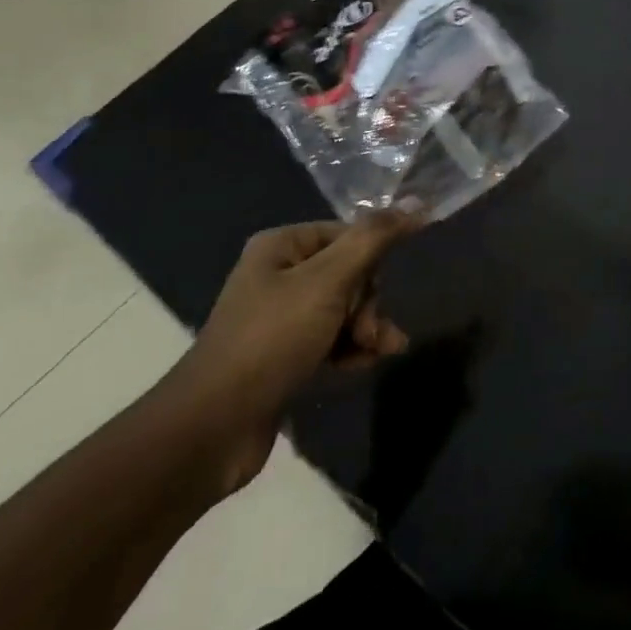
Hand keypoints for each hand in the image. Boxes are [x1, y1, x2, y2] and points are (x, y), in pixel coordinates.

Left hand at [160, 214, 414, 493]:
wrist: (214, 427)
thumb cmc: (272, 340)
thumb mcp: (328, 282)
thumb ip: (373, 240)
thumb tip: (416, 202)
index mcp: (282, 246)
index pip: (347, 234)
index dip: (371, 261)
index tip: (378, 291)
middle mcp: (279, 275)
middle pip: (349, 273)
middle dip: (369, 303)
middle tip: (368, 331)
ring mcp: (280, 317)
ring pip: (344, 309)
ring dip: (367, 329)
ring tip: (380, 351)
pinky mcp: (284, 355)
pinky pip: (331, 339)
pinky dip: (351, 349)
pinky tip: (363, 365)